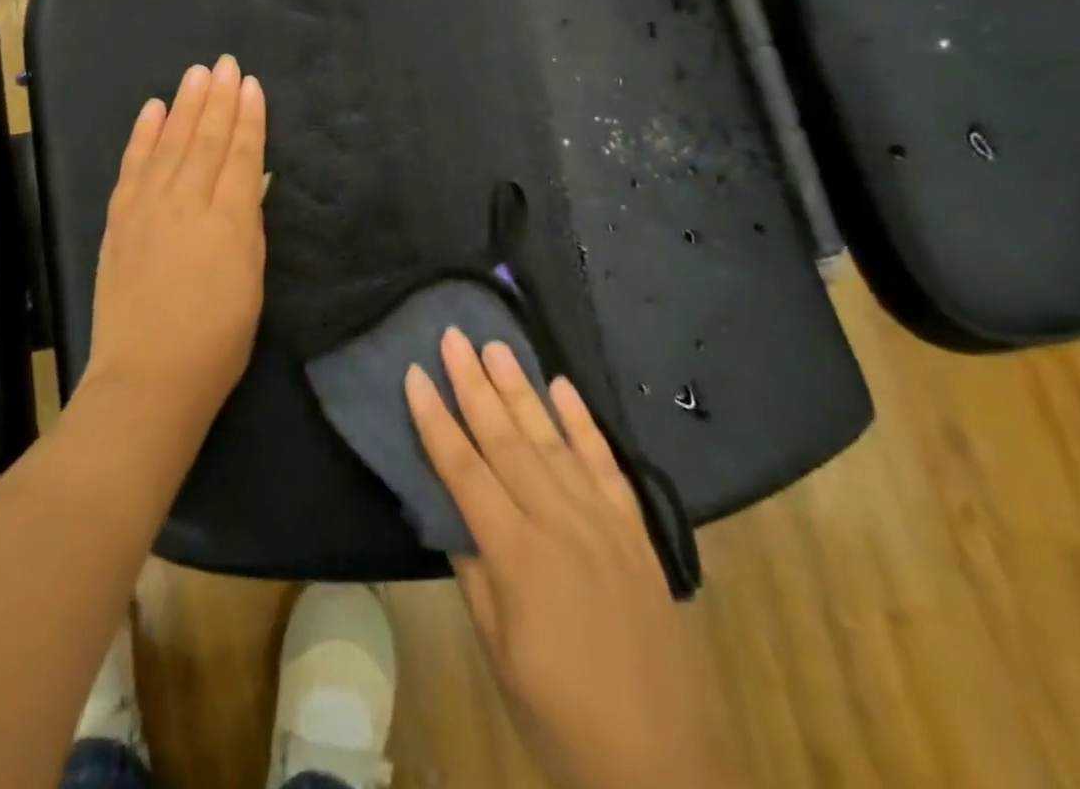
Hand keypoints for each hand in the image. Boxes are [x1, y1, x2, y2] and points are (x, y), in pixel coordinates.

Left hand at [82, 57, 267, 431]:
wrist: (148, 376)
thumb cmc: (217, 338)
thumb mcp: (251, 280)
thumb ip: (248, 223)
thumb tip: (247, 180)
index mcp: (228, 219)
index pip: (240, 154)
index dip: (248, 117)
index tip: (251, 84)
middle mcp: (186, 202)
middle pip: (204, 138)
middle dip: (218, 98)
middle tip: (225, 63)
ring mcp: (147, 207)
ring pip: (169, 143)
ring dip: (184, 105)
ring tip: (196, 74)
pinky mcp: (119, 219)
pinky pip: (133, 165)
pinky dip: (143, 134)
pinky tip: (152, 109)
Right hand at [406, 330, 734, 788]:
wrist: (664, 766)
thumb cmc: (561, 717)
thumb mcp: (498, 653)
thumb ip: (475, 573)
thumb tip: (453, 510)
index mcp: (517, 555)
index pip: (463, 469)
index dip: (434, 419)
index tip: (415, 373)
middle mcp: (559, 523)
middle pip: (506, 439)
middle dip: (474, 383)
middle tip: (455, 335)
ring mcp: (602, 522)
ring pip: (553, 439)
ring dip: (522, 388)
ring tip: (497, 346)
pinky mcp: (636, 531)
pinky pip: (606, 463)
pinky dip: (584, 422)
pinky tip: (564, 387)